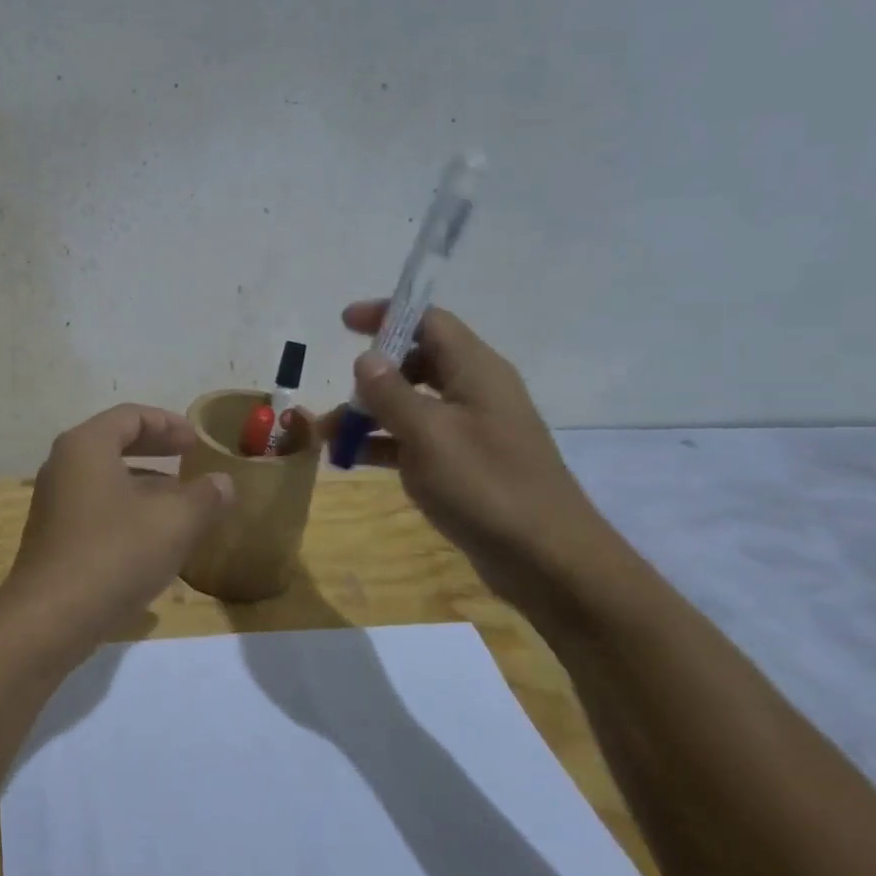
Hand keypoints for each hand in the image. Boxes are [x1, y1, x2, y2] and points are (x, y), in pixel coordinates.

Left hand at [4, 404, 235, 643]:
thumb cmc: (115, 554)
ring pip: (107, 479)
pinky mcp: (54, 538)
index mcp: (86, 446)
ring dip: (145, 485)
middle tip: (190, 459)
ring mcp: (54, 503)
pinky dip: (128, 511)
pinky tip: (155, 540)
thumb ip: (205, 496)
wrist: (51, 619)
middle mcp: (63, 466)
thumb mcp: (174, 522)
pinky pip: (97, 508)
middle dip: (156, 450)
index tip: (197, 441)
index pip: (130, 416)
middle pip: (114, 443)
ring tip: (181, 502)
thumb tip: (223, 482)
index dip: (168, 423)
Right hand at [333, 301, 611, 598]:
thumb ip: (392, 393)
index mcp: (475, 371)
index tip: (343, 323)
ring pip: (412, 404)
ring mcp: (471, 430)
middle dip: (371, 374)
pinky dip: (384, 443)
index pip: (429, 321)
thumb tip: (365, 358)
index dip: (386, 315)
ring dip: (370, 413)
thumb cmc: (487, 486)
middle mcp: (475, 391)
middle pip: (416, 361)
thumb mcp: (429, 435)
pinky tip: (352, 459)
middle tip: (337, 394)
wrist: (547, 560)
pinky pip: (416, 440)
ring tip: (327, 434)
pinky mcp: (465, 464)